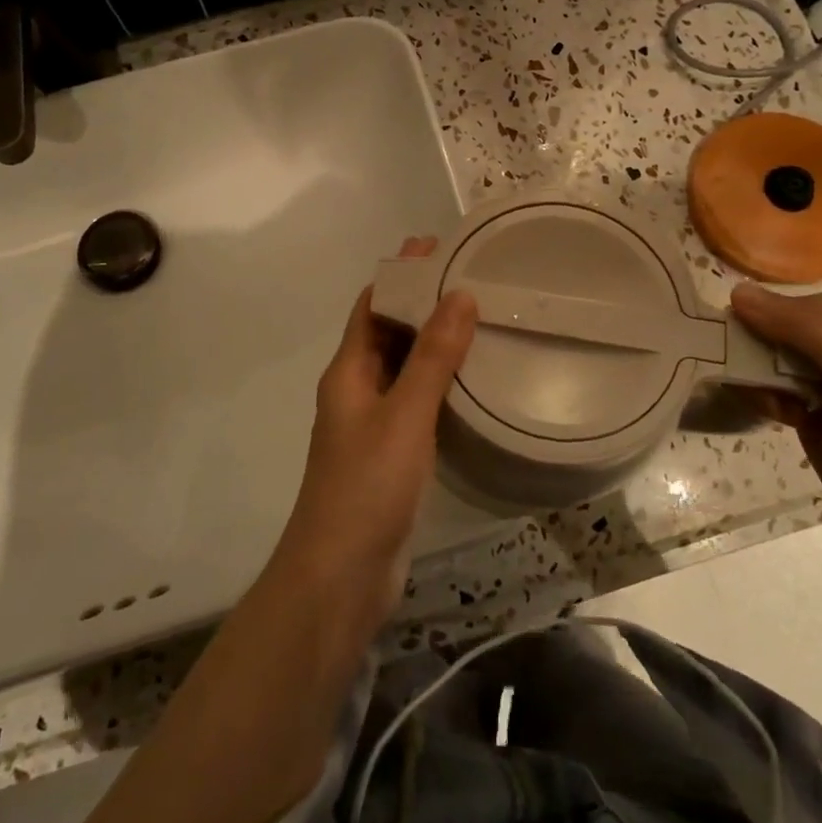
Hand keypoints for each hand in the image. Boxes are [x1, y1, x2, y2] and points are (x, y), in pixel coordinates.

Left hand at [272, 238, 475, 623]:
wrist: (341, 574)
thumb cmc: (367, 485)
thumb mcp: (405, 415)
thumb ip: (433, 357)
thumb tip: (459, 294)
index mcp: (348, 371)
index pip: (372, 306)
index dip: (400, 274)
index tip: (436, 247)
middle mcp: (356, 389)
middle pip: (388, 332)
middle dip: (421, 302)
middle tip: (471, 278)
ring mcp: (373, 424)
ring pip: (404, 368)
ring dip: (433, 342)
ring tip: (480, 318)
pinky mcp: (391, 454)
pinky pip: (416, 402)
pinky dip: (439, 382)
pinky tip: (472, 381)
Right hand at [728, 284, 821, 550]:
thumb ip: (799, 326)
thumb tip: (735, 292)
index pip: (779, 300)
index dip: (757, 322)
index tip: (748, 350)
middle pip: (765, 326)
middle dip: (752, 353)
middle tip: (760, 381)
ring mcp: (818, 370)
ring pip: (758, 356)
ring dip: (754, 379)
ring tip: (775, 405)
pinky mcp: (805, 402)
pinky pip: (761, 384)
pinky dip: (760, 398)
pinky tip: (779, 417)